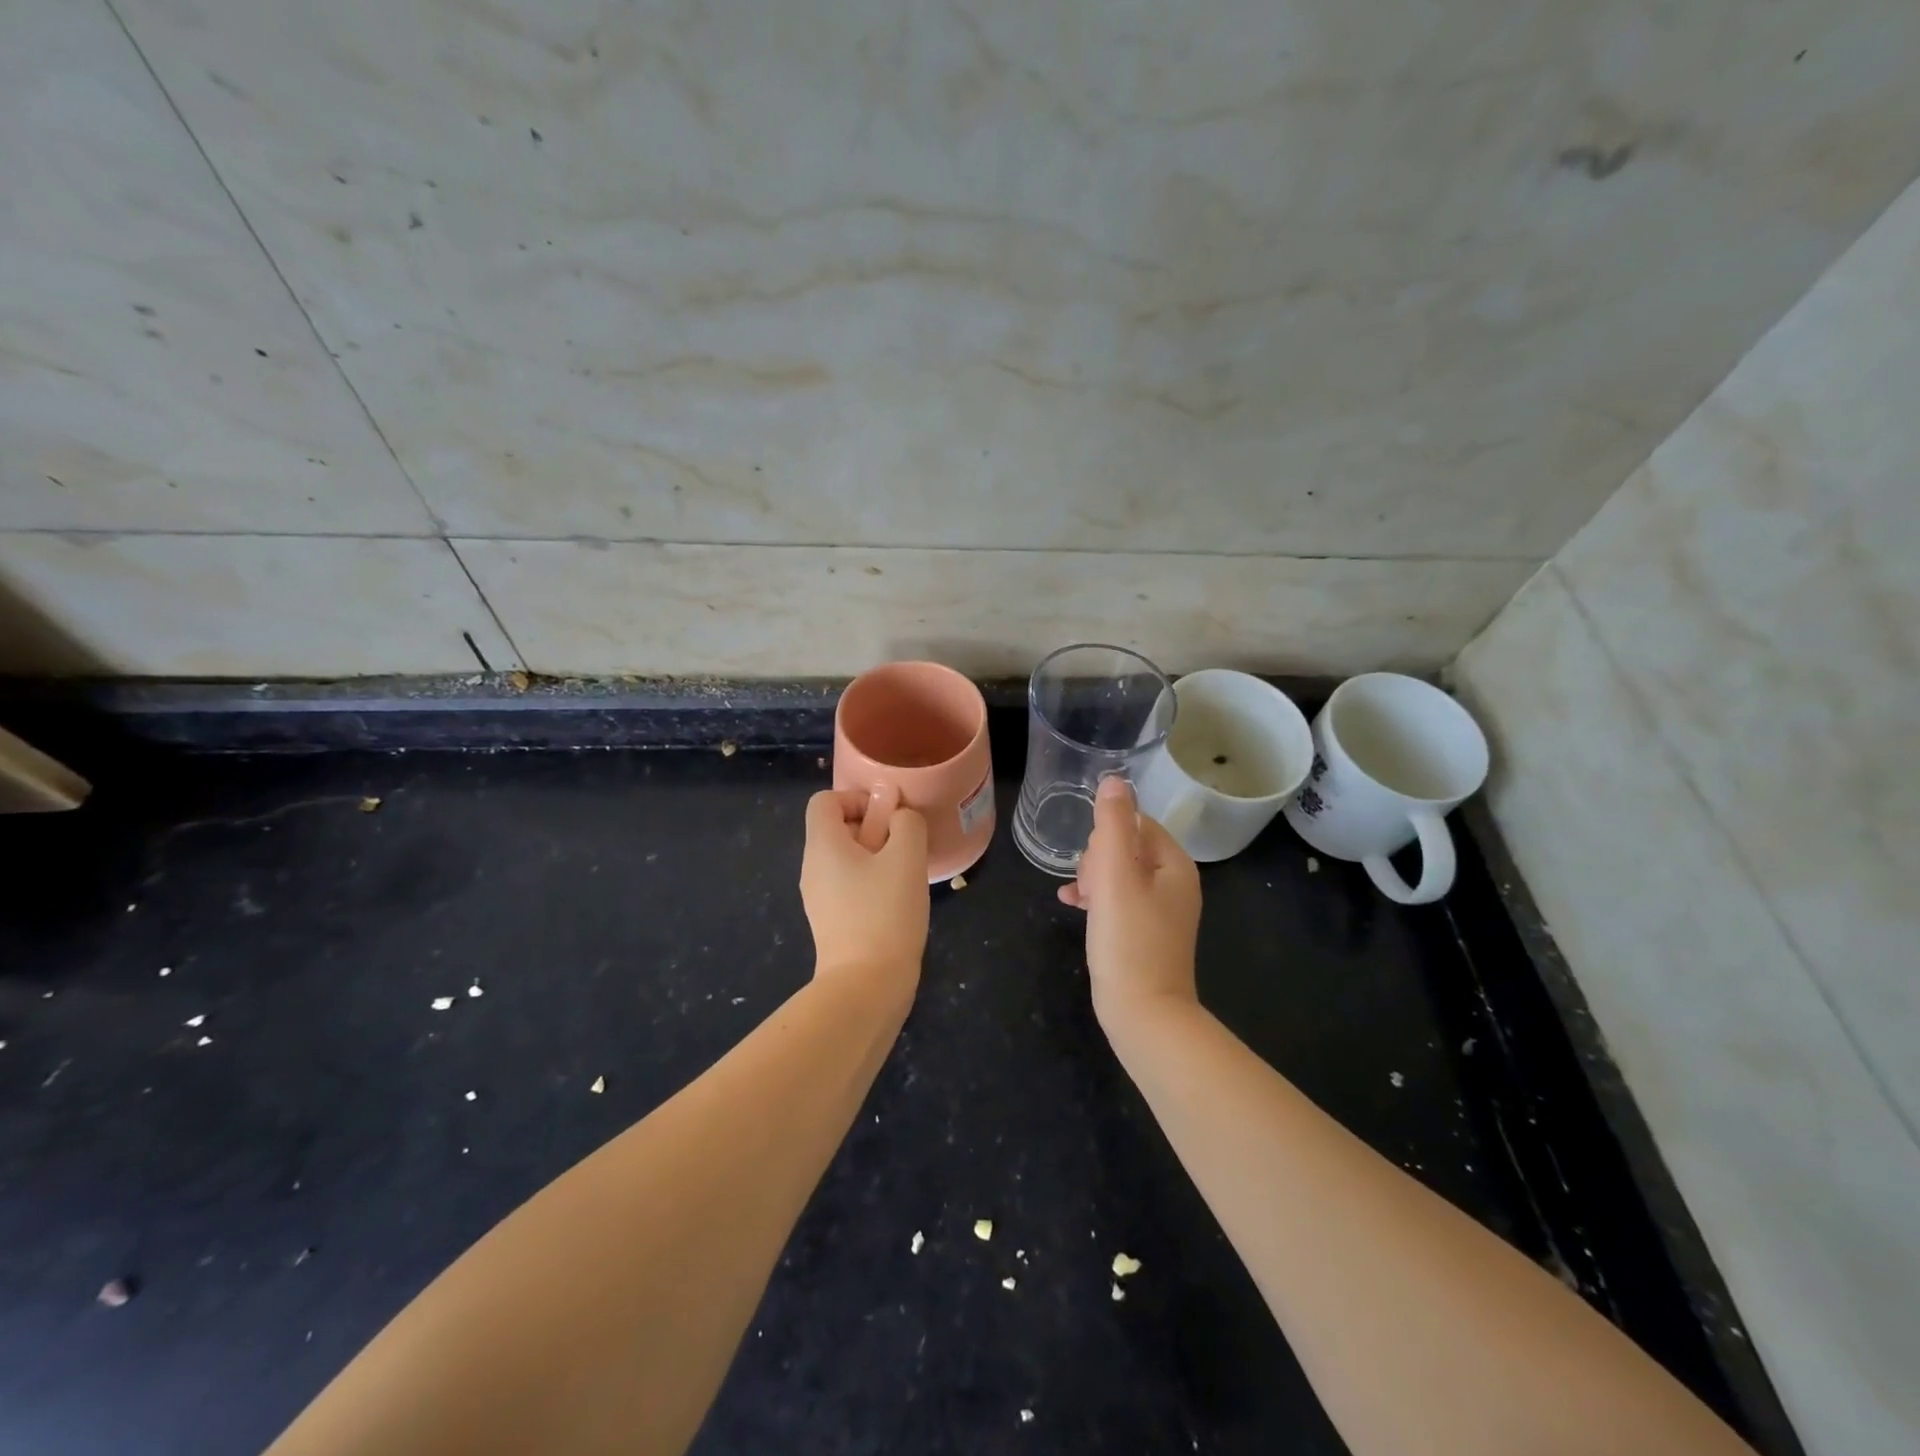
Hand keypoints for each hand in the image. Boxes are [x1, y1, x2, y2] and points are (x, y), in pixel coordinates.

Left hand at [801, 789, 929, 990]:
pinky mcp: (831, 921)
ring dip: (877, 858)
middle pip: (837, 828)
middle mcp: (812, 866)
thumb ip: (906, 823)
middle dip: (874, 829)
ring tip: (905, 877)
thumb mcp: (907, 857)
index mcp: (822, 844)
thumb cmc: (885, 912)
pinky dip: (872, 884)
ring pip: (846, 859)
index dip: (857, 798)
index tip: (888, 819)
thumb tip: (899, 815)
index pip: (825, 800)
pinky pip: (849, 886)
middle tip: (904, 849)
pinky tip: (896, 904)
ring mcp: (818, 897)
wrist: (866, 985)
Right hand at [1058, 776, 1200, 1025]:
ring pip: (1118, 873)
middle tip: (1089, 887)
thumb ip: (1112, 824)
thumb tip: (1113, 779)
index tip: (1093, 863)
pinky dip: (1097, 899)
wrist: (1144, 1013)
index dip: (1105, 837)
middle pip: (1126, 846)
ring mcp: (1162, 910)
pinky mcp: (1146, 932)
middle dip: (1098, 859)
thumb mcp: (1115, 874)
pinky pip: (1118, 900)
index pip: (1135, 823)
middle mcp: (1174, 882)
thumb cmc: (1128, 939)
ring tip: (1079, 899)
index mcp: (1174, 863)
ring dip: (1093, 878)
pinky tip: (1073, 906)